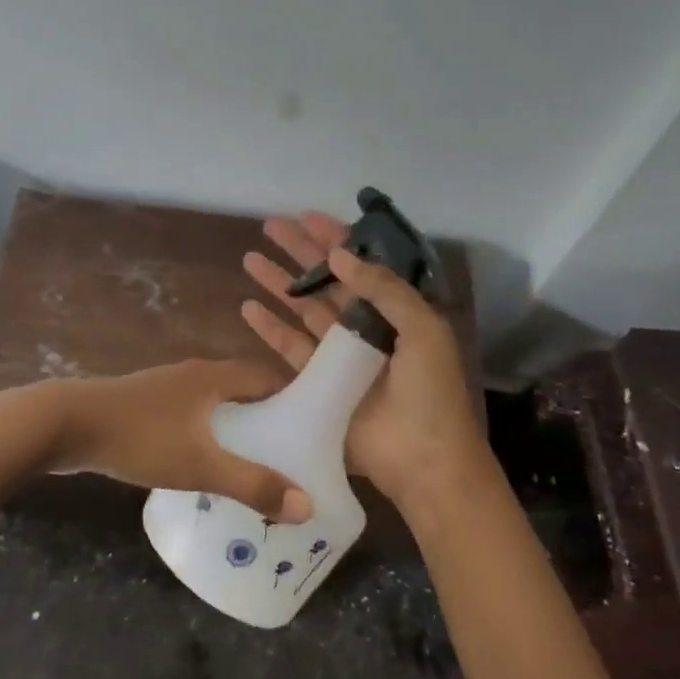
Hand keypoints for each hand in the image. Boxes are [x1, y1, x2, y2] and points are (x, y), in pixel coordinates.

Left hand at [0, 360, 313, 522]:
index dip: (296, 401)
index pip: (270, 377)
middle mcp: (195, 374)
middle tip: (291, 458)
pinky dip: (208, 435)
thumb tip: (306, 505)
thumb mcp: (200, 465)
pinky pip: (192, 417)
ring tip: (255, 467)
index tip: (317, 433)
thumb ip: (252, 484)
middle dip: (269, 420)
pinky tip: (206, 467)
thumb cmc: (140, 437)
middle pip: (245, 391)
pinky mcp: (146, 406)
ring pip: (216, 405)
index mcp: (215, 376)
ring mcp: (167, 388)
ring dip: (237, 429)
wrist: (66, 424)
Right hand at [242, 213, 488, 507]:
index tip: (307, 217)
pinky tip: (248, 307)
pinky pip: (289, 348)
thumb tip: (338, 254)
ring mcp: (339, 357)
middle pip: (326, 281)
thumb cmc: (431, 393)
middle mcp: (366, 328)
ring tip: (250, 259)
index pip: (361, 265)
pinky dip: (269, 328)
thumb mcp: (423, 330)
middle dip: (298, 253)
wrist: (424, 461)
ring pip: (303, 309)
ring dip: (278, 284)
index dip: (334, 240)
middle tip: (270, 227)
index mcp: (396, 312)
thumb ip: (384, 289)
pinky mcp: (318, 384)